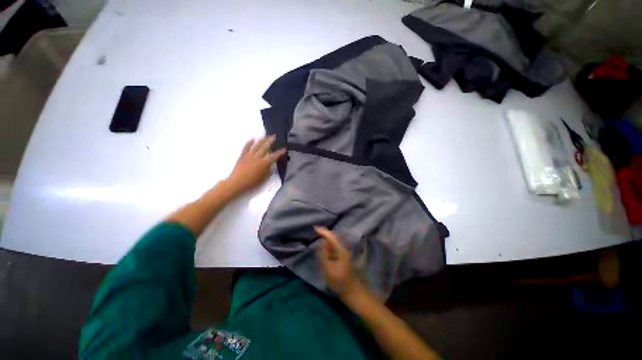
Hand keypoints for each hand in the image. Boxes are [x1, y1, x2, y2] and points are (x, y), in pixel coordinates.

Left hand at [226, 135, 285, 195]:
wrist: (237, 183)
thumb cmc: (252, 183)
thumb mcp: (264, 178)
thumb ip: (268, 170)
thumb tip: (271, 164)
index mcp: (264, 164)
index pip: (274, 156)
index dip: (279, 152)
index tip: (284, 149)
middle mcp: (257, 157)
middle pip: (265, 148)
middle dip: (270, 141)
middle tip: (274, 136)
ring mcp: (249, 156)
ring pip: (256, 146)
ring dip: (261, 140)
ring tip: (265, 135)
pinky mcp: (242, 156)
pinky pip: (246, 147)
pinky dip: (249, 142)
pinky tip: (252, 138)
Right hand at [315, 226, 362, 298]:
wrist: (352, 291)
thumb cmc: (340, 281)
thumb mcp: (328, 269)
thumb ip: (323, 255)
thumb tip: (319, 243)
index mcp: (340, 250)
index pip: (331, 237)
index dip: (323, 231)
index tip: (315, 228)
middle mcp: (342, 249)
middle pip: (332, 238)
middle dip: (324, 235)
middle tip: (315, 234)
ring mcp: (342, 253)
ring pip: (332, 243)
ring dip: (325, 241)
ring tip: (317, 242)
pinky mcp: (341, 258)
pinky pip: (333, 249)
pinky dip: (327, 247)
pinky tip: (323, 250)